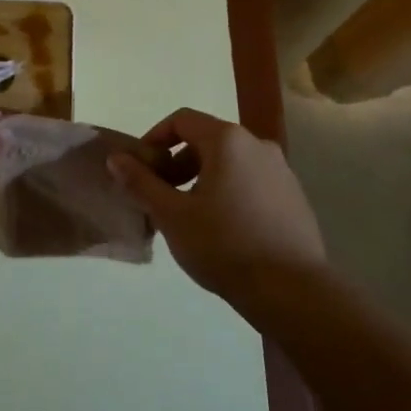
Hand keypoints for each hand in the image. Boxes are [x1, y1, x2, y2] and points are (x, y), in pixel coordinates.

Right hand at [108, 108, 326, 300]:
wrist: (292, 290)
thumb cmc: (224, 245)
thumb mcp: (172, 215)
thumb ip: (141, 183)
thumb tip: (116, 159)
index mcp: (228, 140)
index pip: (182, 120)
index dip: (154, 139)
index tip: (140, 170)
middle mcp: (258, 145)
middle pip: (206, 140)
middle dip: (177, 164)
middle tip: (161, 197)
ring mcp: (281, 170)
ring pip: (229, 163)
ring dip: (202, 180)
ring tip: (189, 217)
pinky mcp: (294, 197)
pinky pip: (251, 182)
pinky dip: (228, 193)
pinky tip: (222, 231)